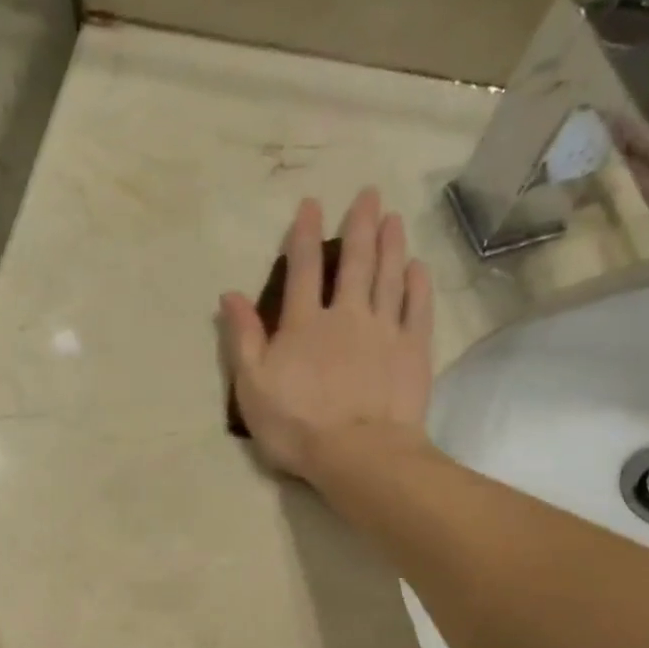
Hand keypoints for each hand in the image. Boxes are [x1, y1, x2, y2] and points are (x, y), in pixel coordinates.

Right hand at [220, 189, 433, 480]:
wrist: (358, 453)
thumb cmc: (296, 425)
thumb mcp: (252, 387)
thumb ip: (243, 339)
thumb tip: (230, 295)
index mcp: (304, 325)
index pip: (303, 269)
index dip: (305, 235)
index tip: (312, 205)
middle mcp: (347, 316)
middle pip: (355, 263)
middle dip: (360, 225)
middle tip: (368, 194)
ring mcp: (385, 331)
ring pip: (389, 276)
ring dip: (391, 244)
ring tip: (394, 217)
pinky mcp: (414, 351)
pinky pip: (418, 308)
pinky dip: (418, 284)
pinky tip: (417, 268)